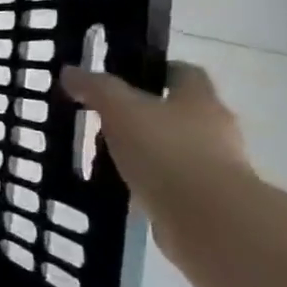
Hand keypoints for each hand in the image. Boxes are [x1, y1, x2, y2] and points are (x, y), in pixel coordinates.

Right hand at [60, 62, 252, 226]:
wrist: (205, 216)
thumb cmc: (165, 151)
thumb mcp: (121, 111)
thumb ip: (97, 89)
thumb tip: (70, 71)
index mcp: (199, 99)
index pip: (184, 73)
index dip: (156, 71)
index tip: (126, 78)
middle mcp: (215, 127)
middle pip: (182, 111)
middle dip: (149, 113)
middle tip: (109, 118)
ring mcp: (215, 165)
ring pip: (177, 147)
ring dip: (150, 149)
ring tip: (111, 156)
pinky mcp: (206, 197)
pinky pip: (173, 180)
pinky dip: (151, 180)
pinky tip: (124, 186)